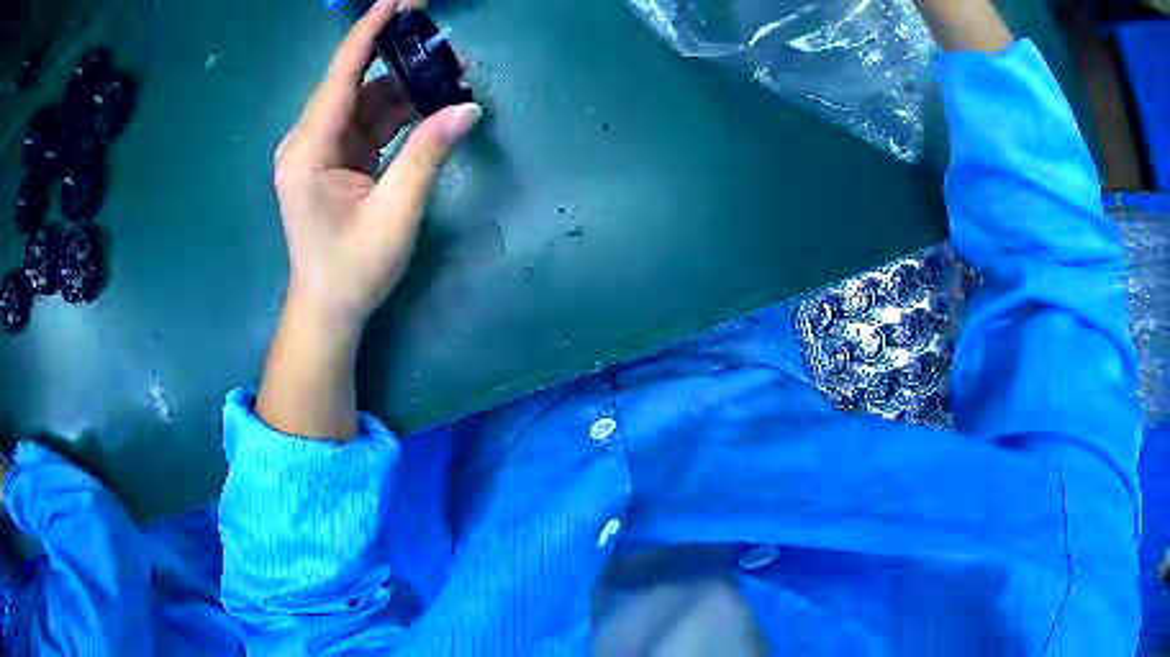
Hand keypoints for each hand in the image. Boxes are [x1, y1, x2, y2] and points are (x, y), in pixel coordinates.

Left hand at [257, 0, 478, 438]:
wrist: (329, 311)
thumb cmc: (353, 270)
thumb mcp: (395, 213)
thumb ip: (428, 154)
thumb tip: (469, 106)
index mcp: (308, 149)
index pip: (341, 74)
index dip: (369, 31)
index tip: (399, 0)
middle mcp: (308, 140)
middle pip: (354, 81)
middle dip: (397, 57)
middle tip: (444, 40)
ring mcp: (321, 149)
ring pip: (365, 100)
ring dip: (405, 86)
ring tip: (454, 75)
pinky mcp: (334, 160)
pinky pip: (368, 122)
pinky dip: (399, 112)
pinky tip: (432, 105)